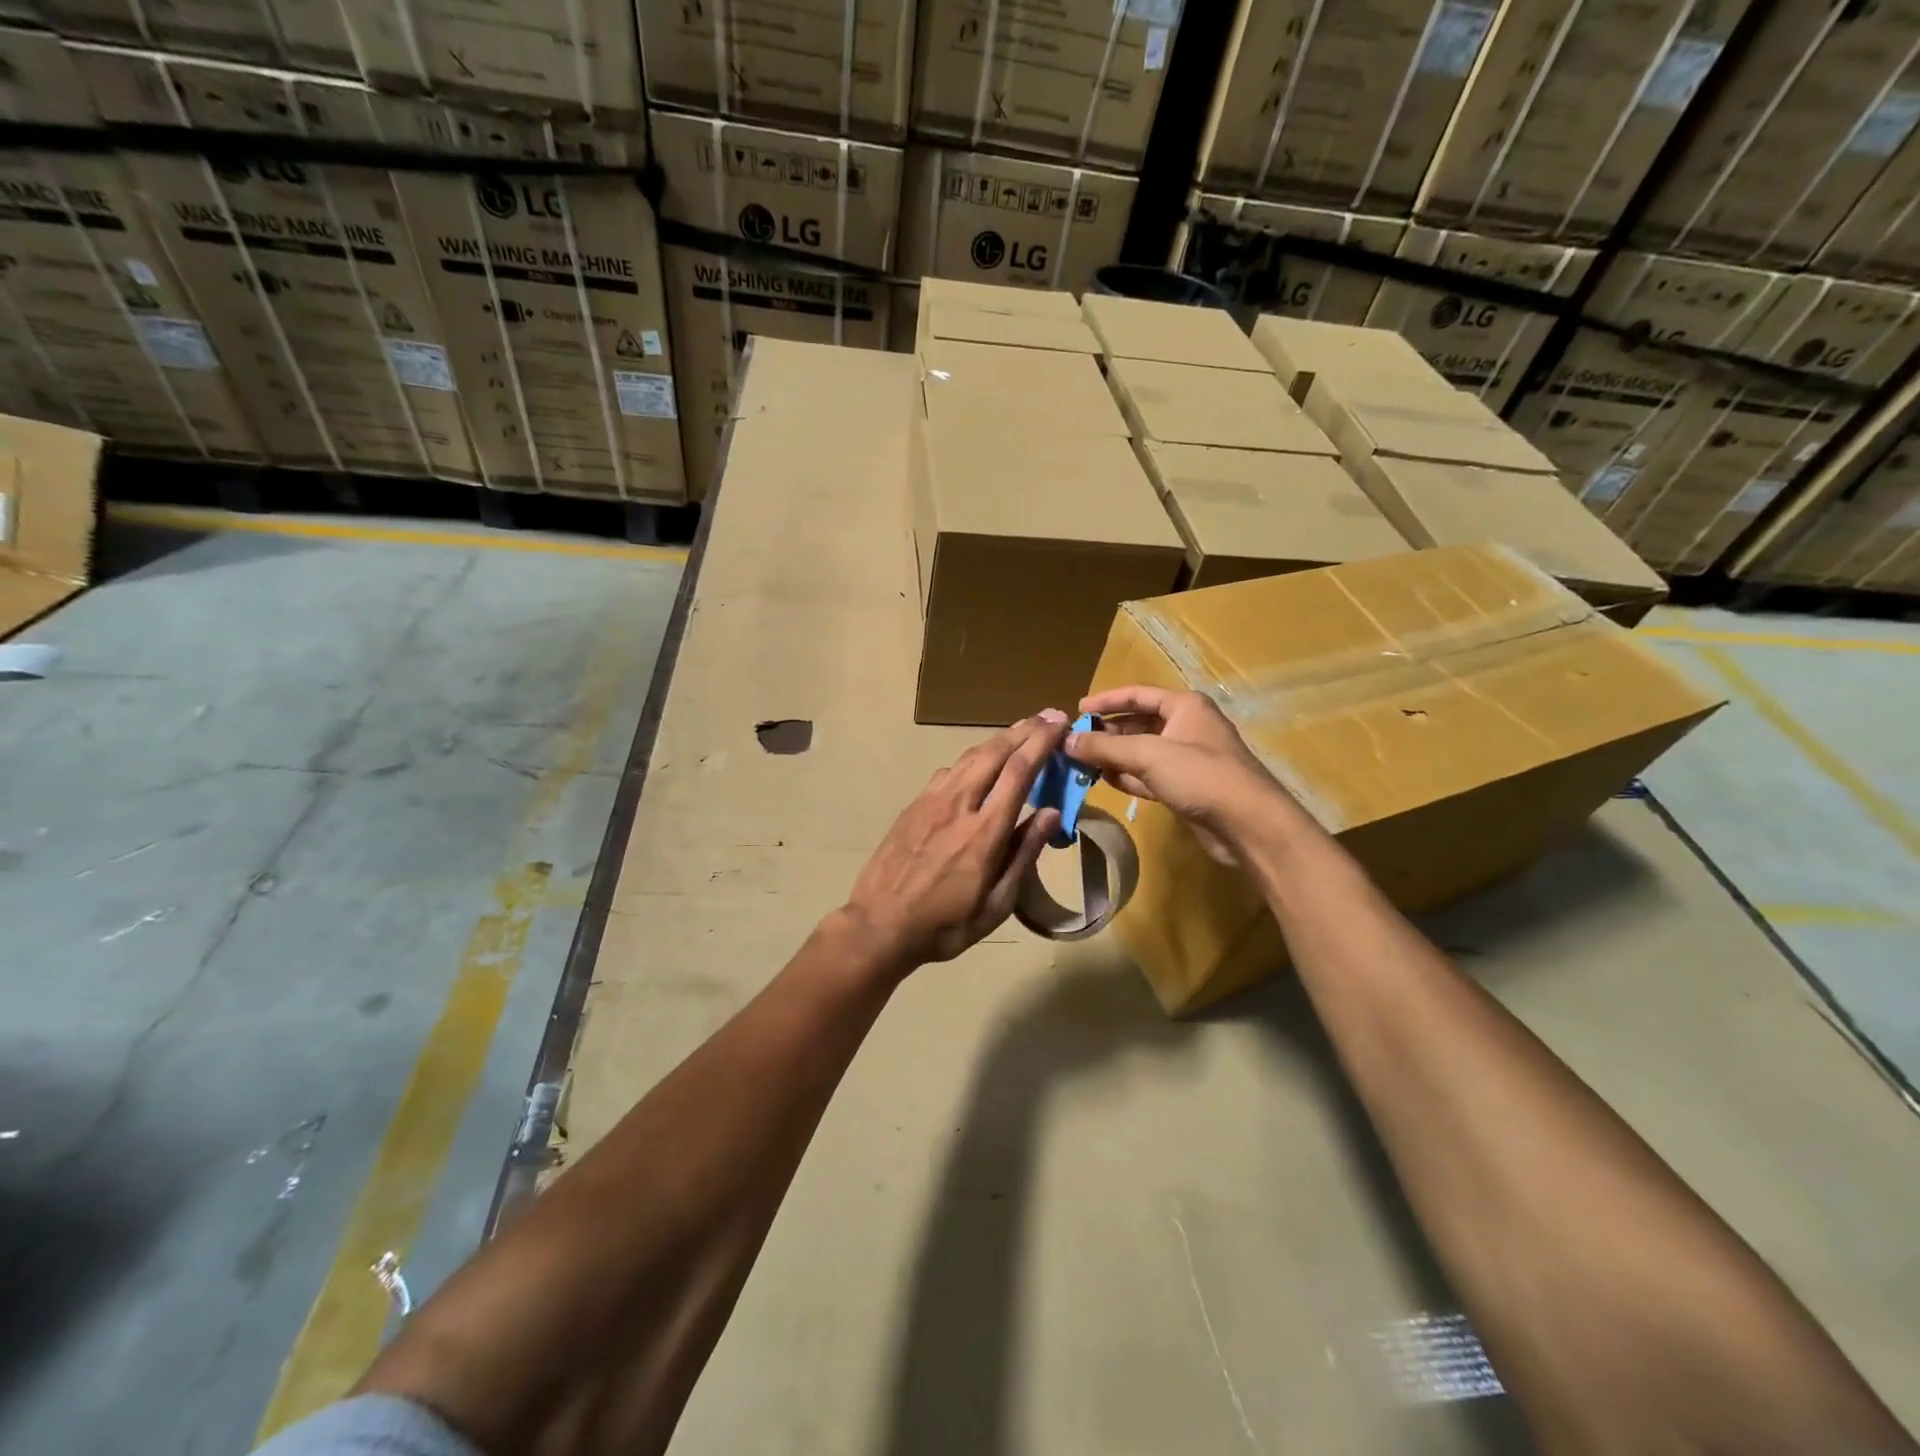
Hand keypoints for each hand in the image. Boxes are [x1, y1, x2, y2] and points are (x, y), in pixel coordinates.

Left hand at [840, 712, 1068, 968]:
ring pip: (969, 757)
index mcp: (985, 832)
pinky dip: (972, 757)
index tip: (1061, 723)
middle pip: (995, 753)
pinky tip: (979, 762)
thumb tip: (1051, 813)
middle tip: (1048, 715)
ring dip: (999, 738)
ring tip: (1021, 728)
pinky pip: (949, 770)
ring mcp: (932, 801)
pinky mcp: (914, 804)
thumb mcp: (997, 904)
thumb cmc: (945, 924)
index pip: (1019, 772)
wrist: (879, 925)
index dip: (1042, 742)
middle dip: (1025, 730)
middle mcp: (959, 805)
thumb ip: (1024, 854)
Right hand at [1070, 687, 1285, 863]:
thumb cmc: (1200, 775)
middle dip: (1107, 733)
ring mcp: (1188, 759)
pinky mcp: (1186, 787)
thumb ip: (1105, 747)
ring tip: (1081, 764)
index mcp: (1184, 706)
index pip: (1138, 694)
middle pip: (1138, 723)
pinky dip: (1128, 777)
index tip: (1078, 710)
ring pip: (1142, 752)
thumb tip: (1066, 741)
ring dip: (1114, 757)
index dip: (1106, 700)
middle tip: (1075, 743)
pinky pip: (1149, 776)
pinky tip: (1105, 781)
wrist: (1248, 823)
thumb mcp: (1148, 754)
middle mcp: (1187, 727)